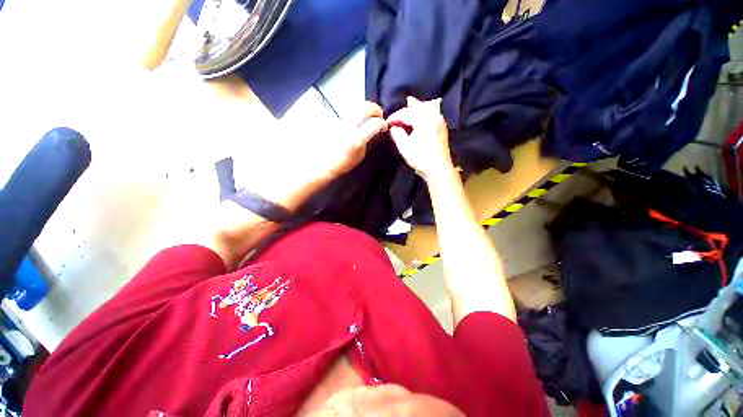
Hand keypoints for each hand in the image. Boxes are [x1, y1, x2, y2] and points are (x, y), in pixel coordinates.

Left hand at [328, 102, 388, 176]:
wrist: (322, 162)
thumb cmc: (343, 163)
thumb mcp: (360, 154)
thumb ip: (368, 139)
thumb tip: (374, 129)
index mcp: (357, 138)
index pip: (375, 123)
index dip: (383, 123)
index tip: (384, 127)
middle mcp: (348, 126)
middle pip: (366, 107)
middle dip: (376, 109)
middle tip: (379, 116)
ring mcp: (340, 120)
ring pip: (357, 106)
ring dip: (366, 109)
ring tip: (369, 117)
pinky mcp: (334, 118)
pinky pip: (349, 111)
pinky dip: (357, 112)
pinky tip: (358, 119)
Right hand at [387, 97, 452, 181]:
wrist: (439, 170)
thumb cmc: (421, 158)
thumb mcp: (404, 147)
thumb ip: (396, 133)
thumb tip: (393, 127)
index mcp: (424, 119)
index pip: (405, 113)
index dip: (394, 117)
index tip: (386, 123)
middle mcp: (433, 116)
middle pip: (417, 107)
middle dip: (405, 110)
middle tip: (395, 115)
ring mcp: (439, 121)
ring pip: (426, 108)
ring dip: (416, 108)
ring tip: (409, 103)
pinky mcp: (441, 128)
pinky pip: (431, 114)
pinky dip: (423, 113)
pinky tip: (420, 114)